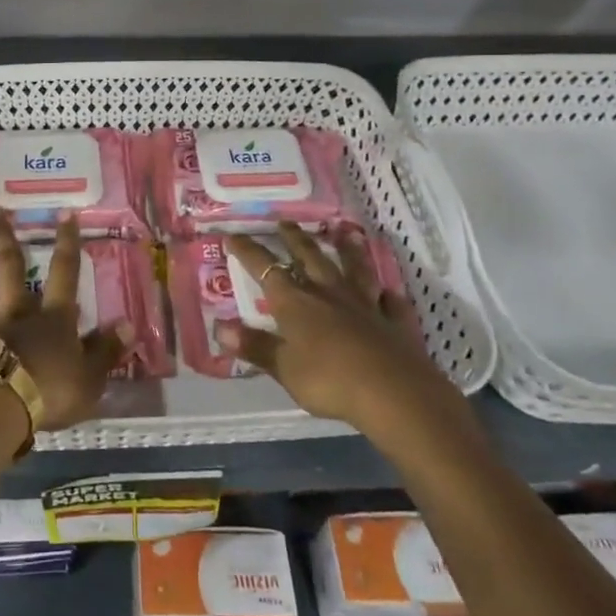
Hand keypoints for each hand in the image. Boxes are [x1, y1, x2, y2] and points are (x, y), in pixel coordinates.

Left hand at [0, 210, 130, 431]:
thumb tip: (129, 324)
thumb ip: (107, 351)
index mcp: (51, 319)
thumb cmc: (48, 394)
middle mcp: (14, 314)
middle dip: (3, 238)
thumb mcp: (90, 378)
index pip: (63, 273)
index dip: (66, 244)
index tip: (64, 213)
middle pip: (9, 269)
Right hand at [219, 223, 445, 427]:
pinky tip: (388, 291)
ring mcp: (365, 305)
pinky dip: (387, 295)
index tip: (233, 235)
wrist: (394, 394)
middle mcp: (329, 294)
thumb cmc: (330, 380)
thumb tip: (219, 328)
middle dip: (295, 239)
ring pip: (355, 269)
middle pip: (310, 258)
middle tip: (285, 222)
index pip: (266, 269)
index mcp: (297, 303)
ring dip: (348, 250)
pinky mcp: (395, 323)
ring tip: (344, 232)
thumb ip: (255, 346)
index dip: (248, 251)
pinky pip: (391, 303)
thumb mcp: (284, 368)